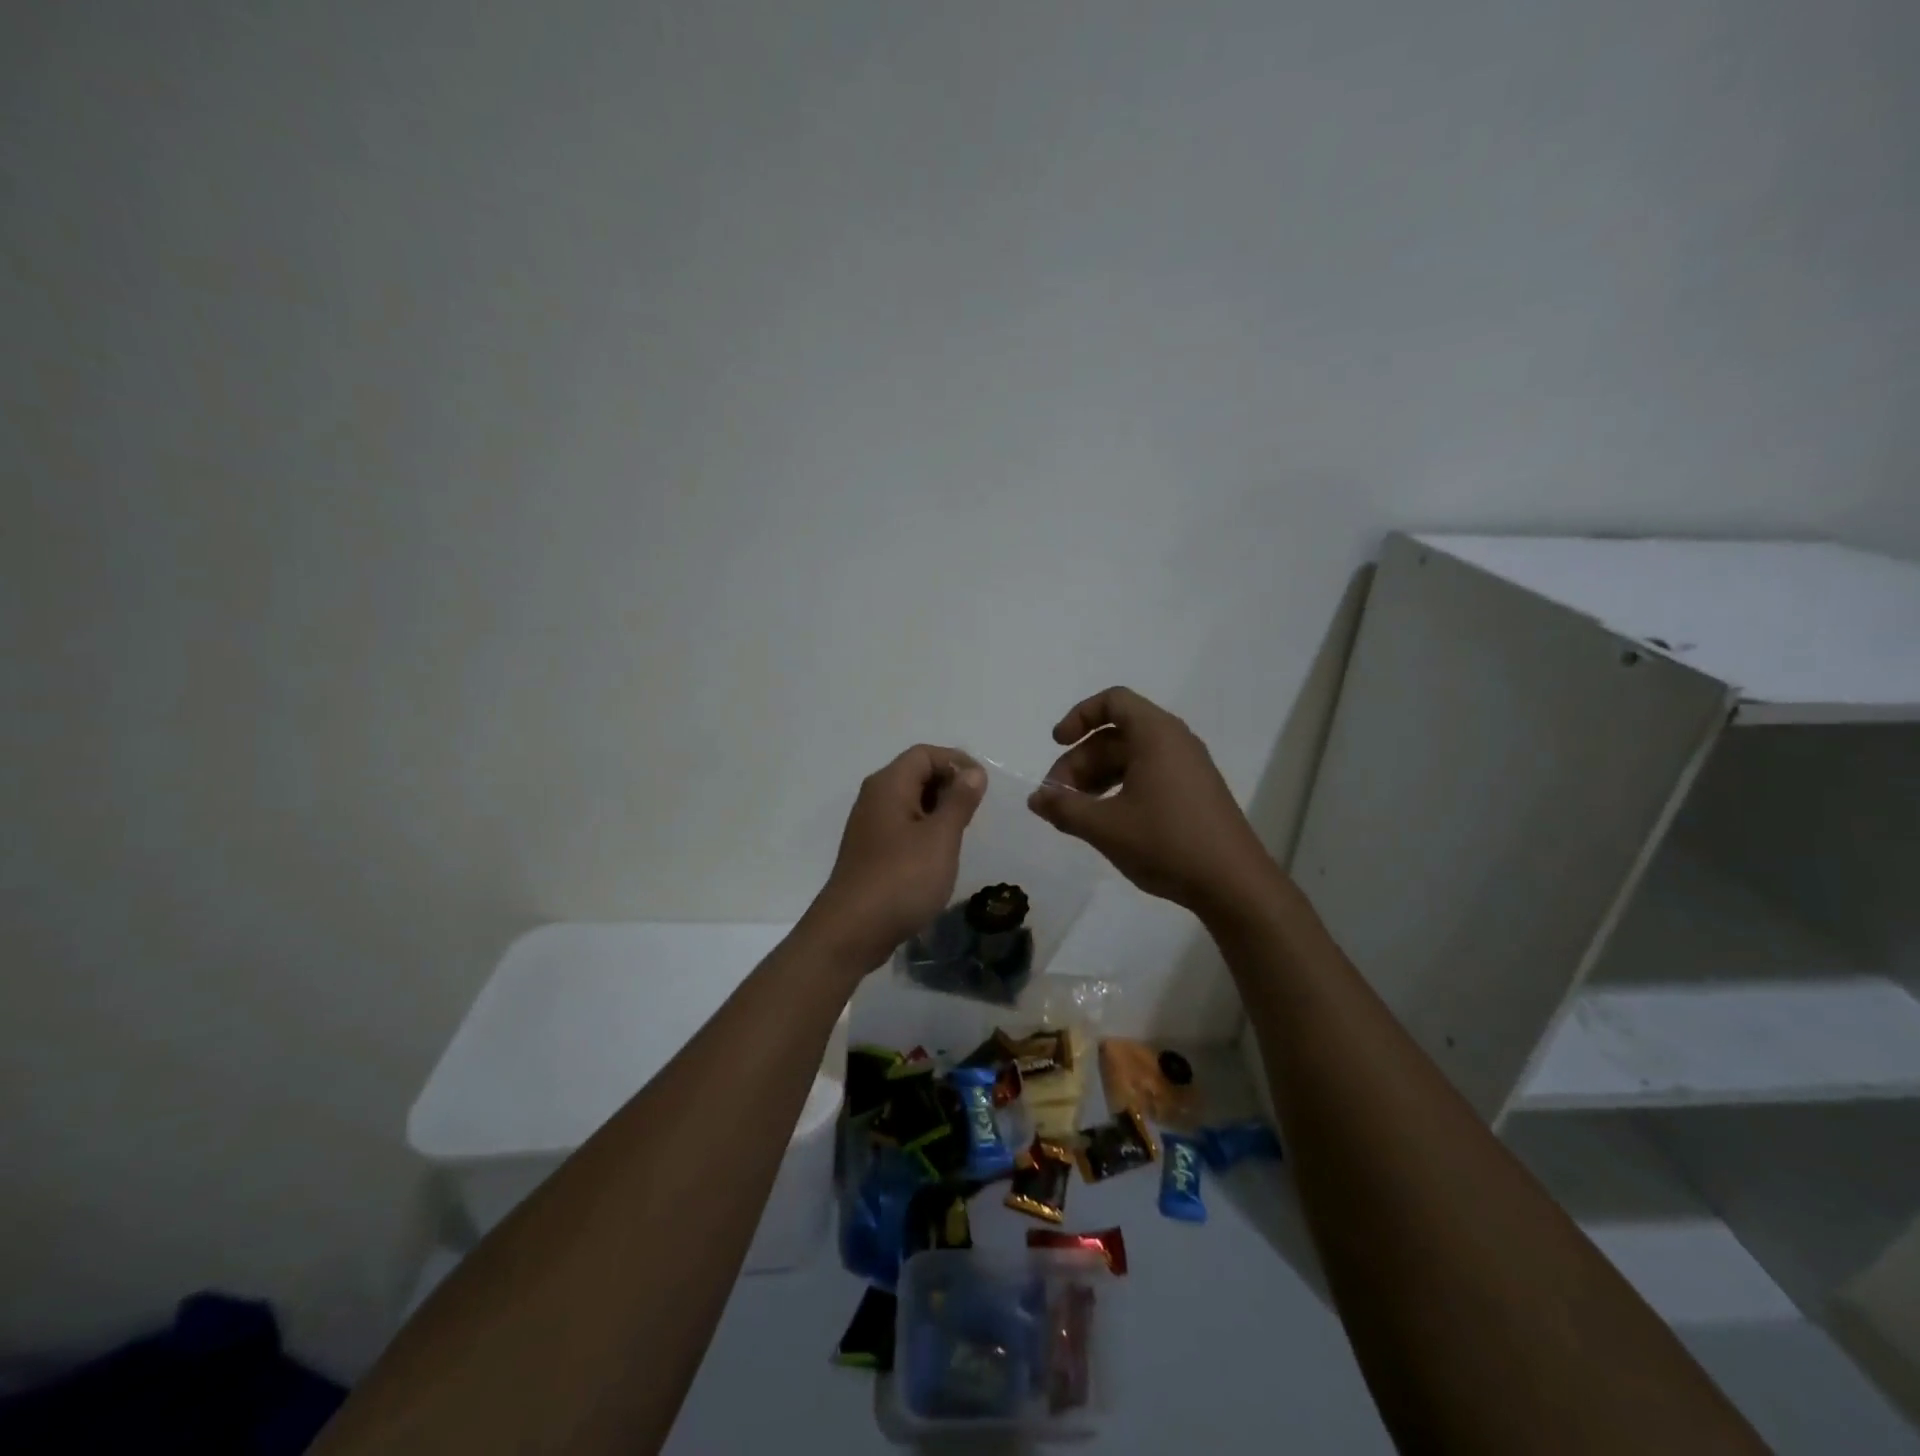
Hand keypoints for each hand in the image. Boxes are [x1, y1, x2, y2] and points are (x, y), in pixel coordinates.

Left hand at [805, 745, 987, 970]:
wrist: (852, 931)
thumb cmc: (902, 879)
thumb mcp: (940, 838)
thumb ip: (959, 801)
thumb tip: (973, 772)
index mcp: (889, 784)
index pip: (924, 754)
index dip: (956, 761)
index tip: (983, 786)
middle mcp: (874, 797)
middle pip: (915, 773)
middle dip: (949, 785)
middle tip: (976, 811)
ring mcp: (869, 825)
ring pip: (910, 801)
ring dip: (938, 809)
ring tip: (962, 832)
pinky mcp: (870, 851)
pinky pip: (902, 826)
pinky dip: (924, 829)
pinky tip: (939, 854)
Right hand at [1028, 687, 1277, 917]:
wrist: (1234, 884)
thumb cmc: (1167, 843)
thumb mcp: (1105, 827)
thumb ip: (1064, 808)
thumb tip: (1036, 798)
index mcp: (1156, 735)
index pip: (1113, 701)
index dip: (1079, 717)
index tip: (1057, 744)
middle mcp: (1174, 742)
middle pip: (1115, 735)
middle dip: (1080, 761)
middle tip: (1056, 799)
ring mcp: (1188, 768)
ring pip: (1130, 758)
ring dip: (1096, 778)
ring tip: (1075, 813)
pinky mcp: (1193, 793)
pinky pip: (1147, 775)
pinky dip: (1119, 788)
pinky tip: (1105, 821)